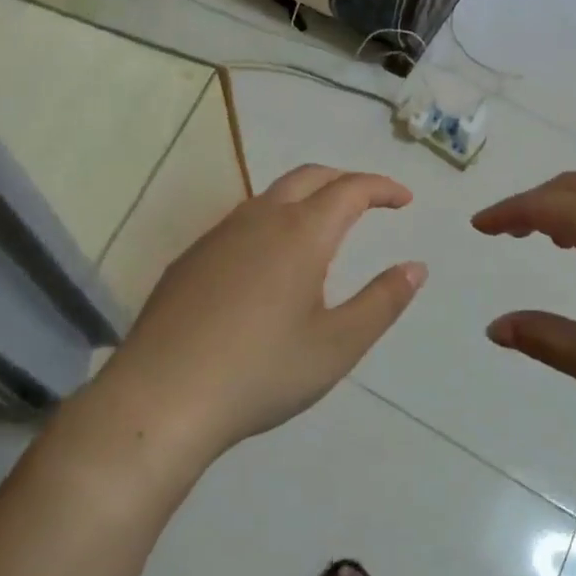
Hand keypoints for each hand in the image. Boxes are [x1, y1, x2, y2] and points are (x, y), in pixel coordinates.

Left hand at [108, 165, 426, 459]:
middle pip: (310, 176)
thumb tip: (416, 267)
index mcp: (302, 232)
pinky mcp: (191, 258)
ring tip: (325, 229)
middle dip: (345, 180)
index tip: (404, 200)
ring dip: (307, 197)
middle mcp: (260, 218)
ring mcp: (219, 235)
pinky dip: (273, 221)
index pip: (351, 188)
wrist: (160, 399)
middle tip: (370, 201)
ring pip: (272, 195)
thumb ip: (383, 301)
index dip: (382, 188)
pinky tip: (270, 263)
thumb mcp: (337, 345)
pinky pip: (243, 221)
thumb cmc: (261, 371)